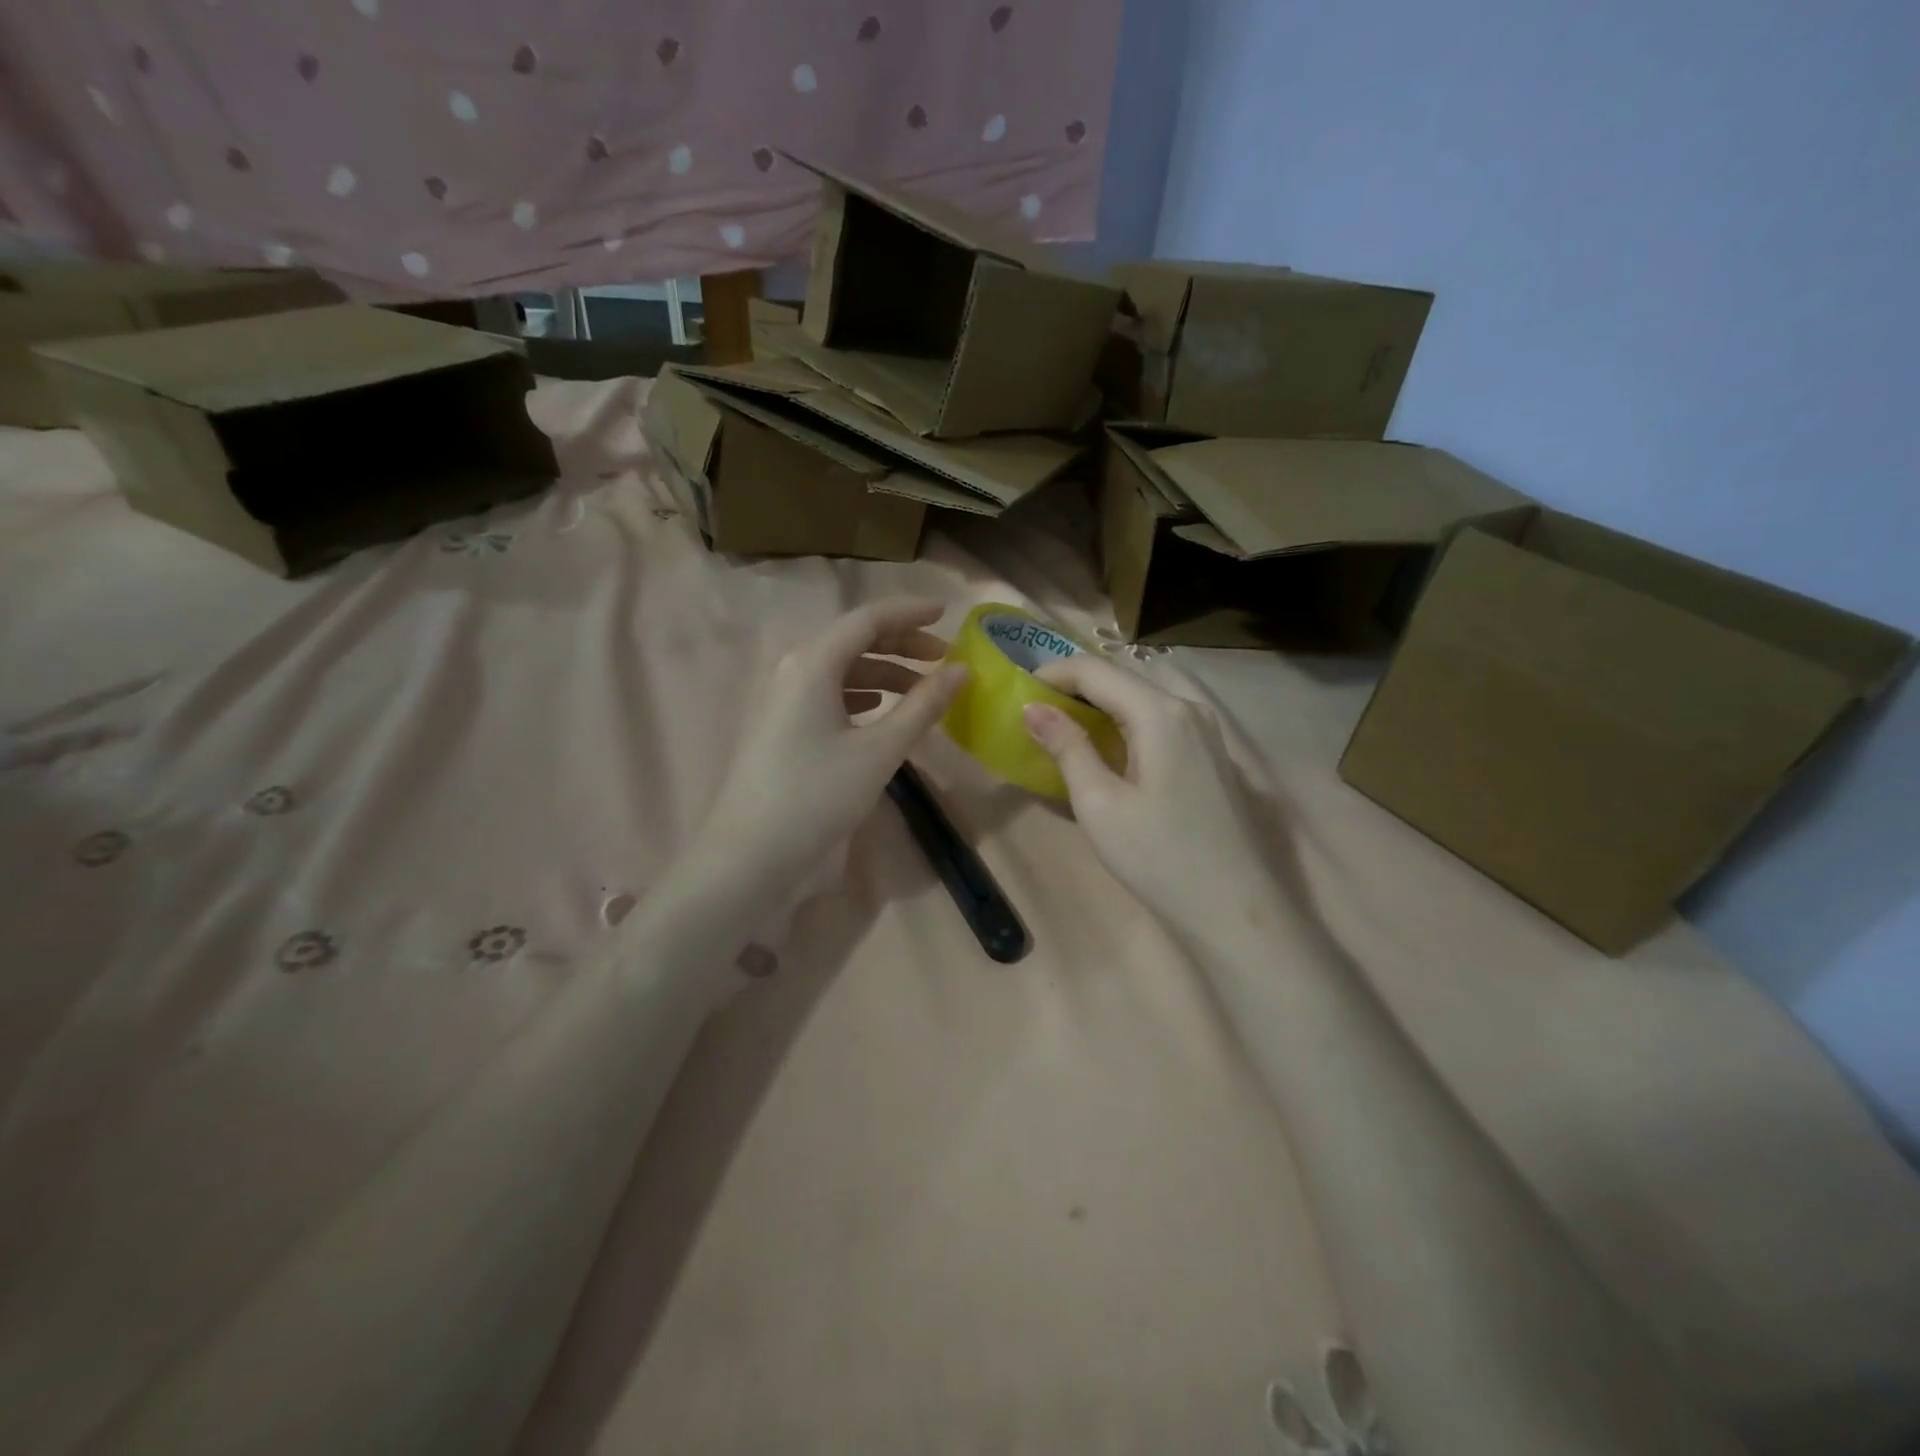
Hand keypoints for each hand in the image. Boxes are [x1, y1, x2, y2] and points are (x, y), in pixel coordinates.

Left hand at [692, 598, 967, 893]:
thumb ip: (922, 706)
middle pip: (853, 640)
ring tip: (922, 690)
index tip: (947, 614)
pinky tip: (880, 713)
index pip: (867, 618)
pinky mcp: (777, 725)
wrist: (749, 855)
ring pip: (840, 669)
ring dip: (883, 672)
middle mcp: (791, 669)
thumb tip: (961, 671)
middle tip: (944, 659)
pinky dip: (860, 696)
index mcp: (812, 663)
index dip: (910, 612)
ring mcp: (779, 698)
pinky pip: (825, 693)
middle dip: (901, 644)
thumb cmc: (817, 795)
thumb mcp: (879, 751)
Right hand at [1022, 654, 1283, 939]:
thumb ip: (1067, 747)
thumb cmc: (1158, 857)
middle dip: (1073, 692)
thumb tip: (1033, 708)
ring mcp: (1207, 733)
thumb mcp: (1099, 804)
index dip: (1051, 675)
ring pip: (1141, 704)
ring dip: (1098, 711)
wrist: (1234, 911)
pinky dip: (1124, 730)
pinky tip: (1106, 756)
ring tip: (1061, 734)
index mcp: (1160, 713)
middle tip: (1033, 717)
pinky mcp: (1213, 758)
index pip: (1094, 670)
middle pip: (1120, 682)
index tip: (1017, 695)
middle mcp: (1189, 708)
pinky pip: (1160, 726)